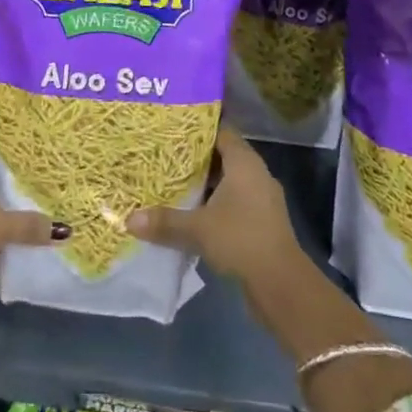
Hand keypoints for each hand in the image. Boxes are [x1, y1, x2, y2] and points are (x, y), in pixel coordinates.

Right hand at [126, 124, 299, 286]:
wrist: (282, 284)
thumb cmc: (241, 240)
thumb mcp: (198, 229)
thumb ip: (165, 221)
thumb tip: (129, 219)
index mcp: (244, 162)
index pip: (221, 131)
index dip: (198, 128)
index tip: (173, 127)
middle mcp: (256, 174)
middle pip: (223, 155)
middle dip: (196, 157)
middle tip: (165, 154)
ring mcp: (262, 198)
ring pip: (229, 181)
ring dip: (206, 183)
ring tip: (173, 181)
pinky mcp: (262, 221)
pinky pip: (235, 201)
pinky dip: (215, 203)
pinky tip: (193, 212)